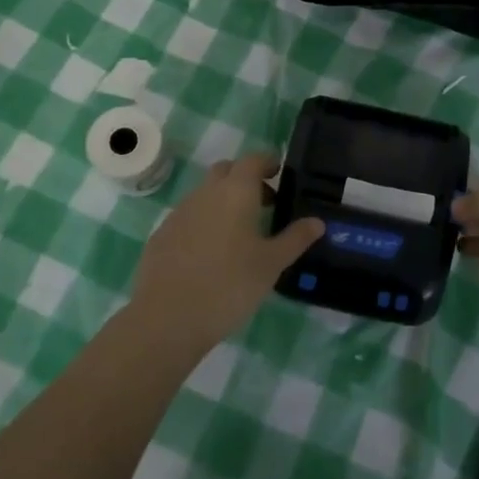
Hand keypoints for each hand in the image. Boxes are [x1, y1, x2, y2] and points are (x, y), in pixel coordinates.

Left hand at [129, 153, 322, 352]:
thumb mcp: (271, 264)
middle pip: (226, 171)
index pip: (253, 159)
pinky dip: (203, 223)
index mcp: (235, 191)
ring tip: (239, 233)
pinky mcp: (161, 235)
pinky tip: (210, 254)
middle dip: (245, 179)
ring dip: (223, 201)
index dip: (268, 162)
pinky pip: (188, 217)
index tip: (280, 174)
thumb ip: (295, 239)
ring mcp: (179, 213)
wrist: (167, 318)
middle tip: (264, 203)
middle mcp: (205, 193)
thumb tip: (317, 222)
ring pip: (205, 194)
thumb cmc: (229, 285)